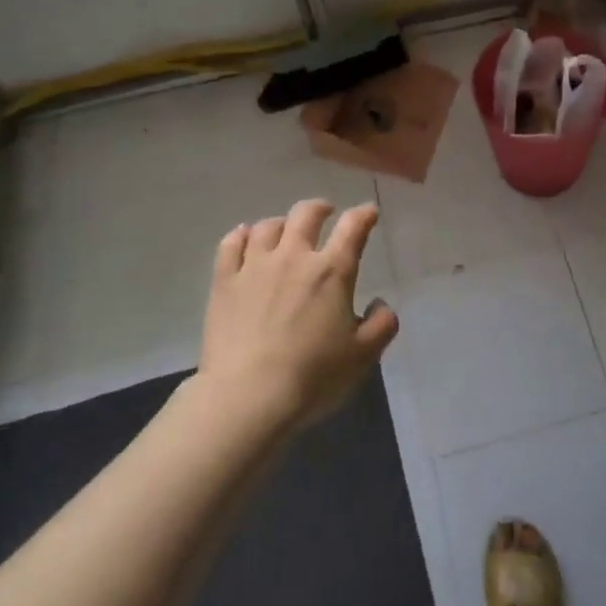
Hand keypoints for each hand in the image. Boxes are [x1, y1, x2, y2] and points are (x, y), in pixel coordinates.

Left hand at [197, 200, 398, 429]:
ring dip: (282, 223)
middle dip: (320, 208)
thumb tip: (380, 304)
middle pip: (306, 214)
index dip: (364, 215)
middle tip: (326, 213)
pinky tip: (244, 237)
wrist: (248, 397)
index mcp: (332, 271)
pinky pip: (230, 245)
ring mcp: (254, 266)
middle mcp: (293, 257)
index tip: (369, 212)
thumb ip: (382, 325)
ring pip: (268, 226)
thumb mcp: (363, 356)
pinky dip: (241, 235)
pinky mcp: (224, 282)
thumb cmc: (313, 376)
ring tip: (285, 231)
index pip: (353, 228)